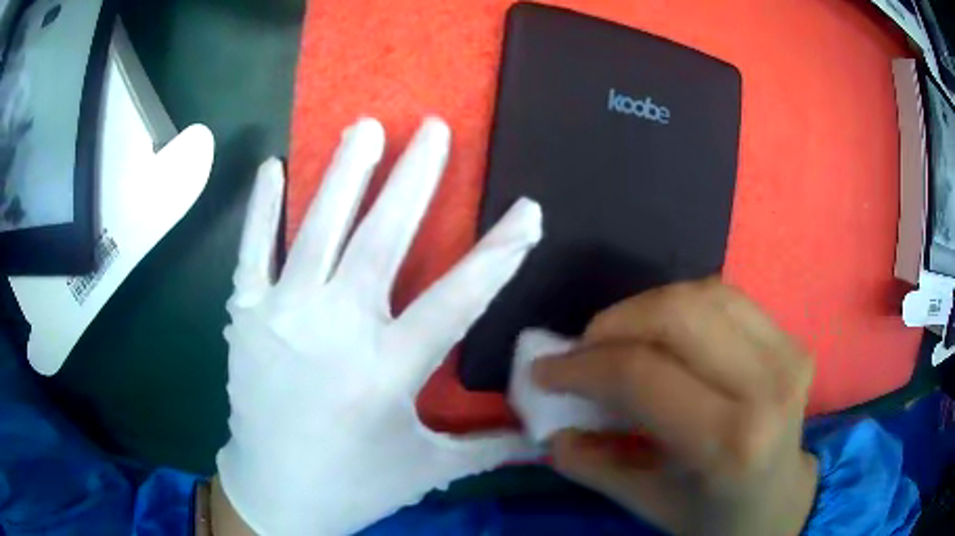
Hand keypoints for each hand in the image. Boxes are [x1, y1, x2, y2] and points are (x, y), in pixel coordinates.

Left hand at [216, 117, 541, 534]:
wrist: (274, 493)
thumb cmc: (353, 484)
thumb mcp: (427, 470)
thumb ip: (490, 448)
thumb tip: (549, 437)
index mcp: (386, 373)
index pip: (456, 300)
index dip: (498, 253)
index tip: (528, 211)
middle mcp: (334, 333)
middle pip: (380, 241)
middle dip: (413, 180)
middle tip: (435, 128)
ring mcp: (282, 317)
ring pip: (317, 230)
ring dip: (343, 174)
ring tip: (367, 127)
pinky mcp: (247, 317)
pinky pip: (252, 251)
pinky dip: (261, 208)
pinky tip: (272, 165)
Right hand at [533, 279, 818, 535]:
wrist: (777, 502)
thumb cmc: (712, 516)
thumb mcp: (647, 503)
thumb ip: (594, 465)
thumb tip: (550, 425)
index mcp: (730, 443)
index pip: (643, 374)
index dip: (582, 365)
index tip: (545, 370)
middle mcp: (766, 387)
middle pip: (677, 316)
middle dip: (613, 323)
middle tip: (583, 349)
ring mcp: (787, 354)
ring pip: (702, 295)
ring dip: (646, 307)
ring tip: (619, 338)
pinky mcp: (792, 340)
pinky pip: (727, 298)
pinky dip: (683, 304)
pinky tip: (665, 331)